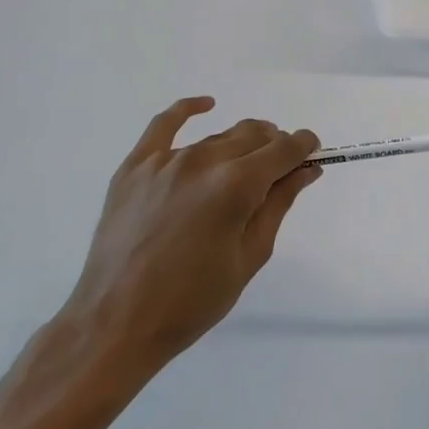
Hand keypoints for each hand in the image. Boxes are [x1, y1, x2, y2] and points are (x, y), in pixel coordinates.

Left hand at [55, 97, 319, 398]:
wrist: (116, 324)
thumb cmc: (193, 301)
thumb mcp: (249, 257)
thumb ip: (278, 204)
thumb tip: (306, 170)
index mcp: (236, 186)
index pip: (284, 149)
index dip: (304, 147)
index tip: (313, 153)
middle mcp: (203, 162)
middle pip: (254, 136)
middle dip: (276, 146)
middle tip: (280, 170)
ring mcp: (165, 161)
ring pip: (218, 137)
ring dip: (241, 145)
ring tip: (245, 166)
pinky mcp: (135, 167)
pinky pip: (163, 124)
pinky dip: (188, 109)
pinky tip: (205, 105)